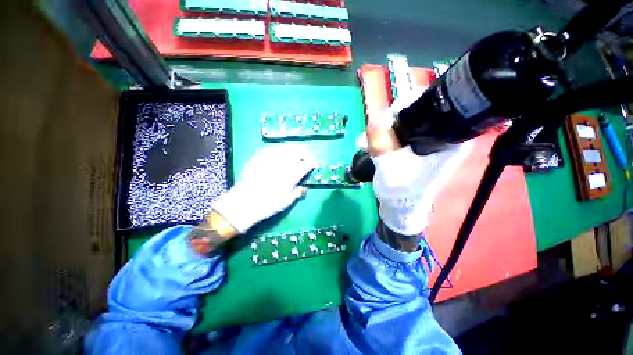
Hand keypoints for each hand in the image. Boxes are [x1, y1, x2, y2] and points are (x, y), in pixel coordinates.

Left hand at [211, 146, 316, 233]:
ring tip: (295, 155)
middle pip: (297, 152)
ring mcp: (270, 160)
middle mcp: (282, 165)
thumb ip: (297, 192)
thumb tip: (304, 187)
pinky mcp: (260, 158)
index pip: (306, 164)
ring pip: (286, 148)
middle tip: (306, 159)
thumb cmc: (268, 205)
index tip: (315, 164)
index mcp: (291, 176)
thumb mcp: (287, 202)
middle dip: (305, 154)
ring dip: (294, 150)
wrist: (243, 203)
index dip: (313, 163)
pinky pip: (273, 149)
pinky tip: (280, 155)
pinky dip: (280, 151)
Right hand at [366, 96, 470, 250]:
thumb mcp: (388, 167)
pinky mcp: (414, 146)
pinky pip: (396, 132)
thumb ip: (381, 142)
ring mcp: (425, 140)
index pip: (431, 104)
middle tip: (370, 137)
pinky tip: (368, 146)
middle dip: (387, 122)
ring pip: (401, 122)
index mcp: (448, 138)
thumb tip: (376, 116)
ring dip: (380, 131)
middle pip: (413, 111)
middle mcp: (441, 135)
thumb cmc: (400, 192)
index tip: (384, 120)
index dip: (404, 107)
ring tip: (364, 145)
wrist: (399, 208)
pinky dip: (381, 137)